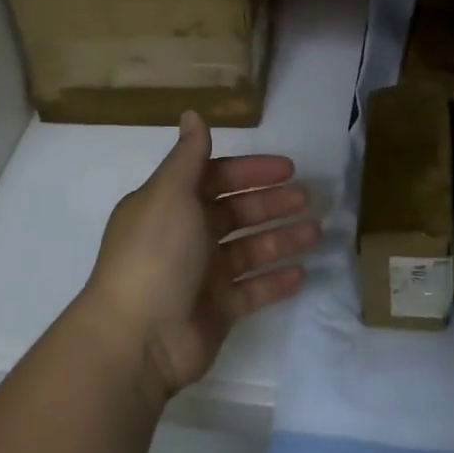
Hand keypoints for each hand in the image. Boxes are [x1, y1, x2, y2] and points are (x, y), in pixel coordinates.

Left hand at [80, 111, 319, 406]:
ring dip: (281, 238)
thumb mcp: (170, 195)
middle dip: (271, 203)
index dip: (250, 171)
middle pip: (236, 213)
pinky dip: (275, 280)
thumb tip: (193, 113)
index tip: (287, 168)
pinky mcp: (217, 311)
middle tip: (307, 199)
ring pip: (249, 250)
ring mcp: (202, 276)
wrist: (137, 339)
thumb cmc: (155, 256)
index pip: (215, 178)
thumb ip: (189, 156)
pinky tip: (301, 272)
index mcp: (170, 205)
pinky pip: (253, 290)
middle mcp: (186, 237)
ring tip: (316, 231)